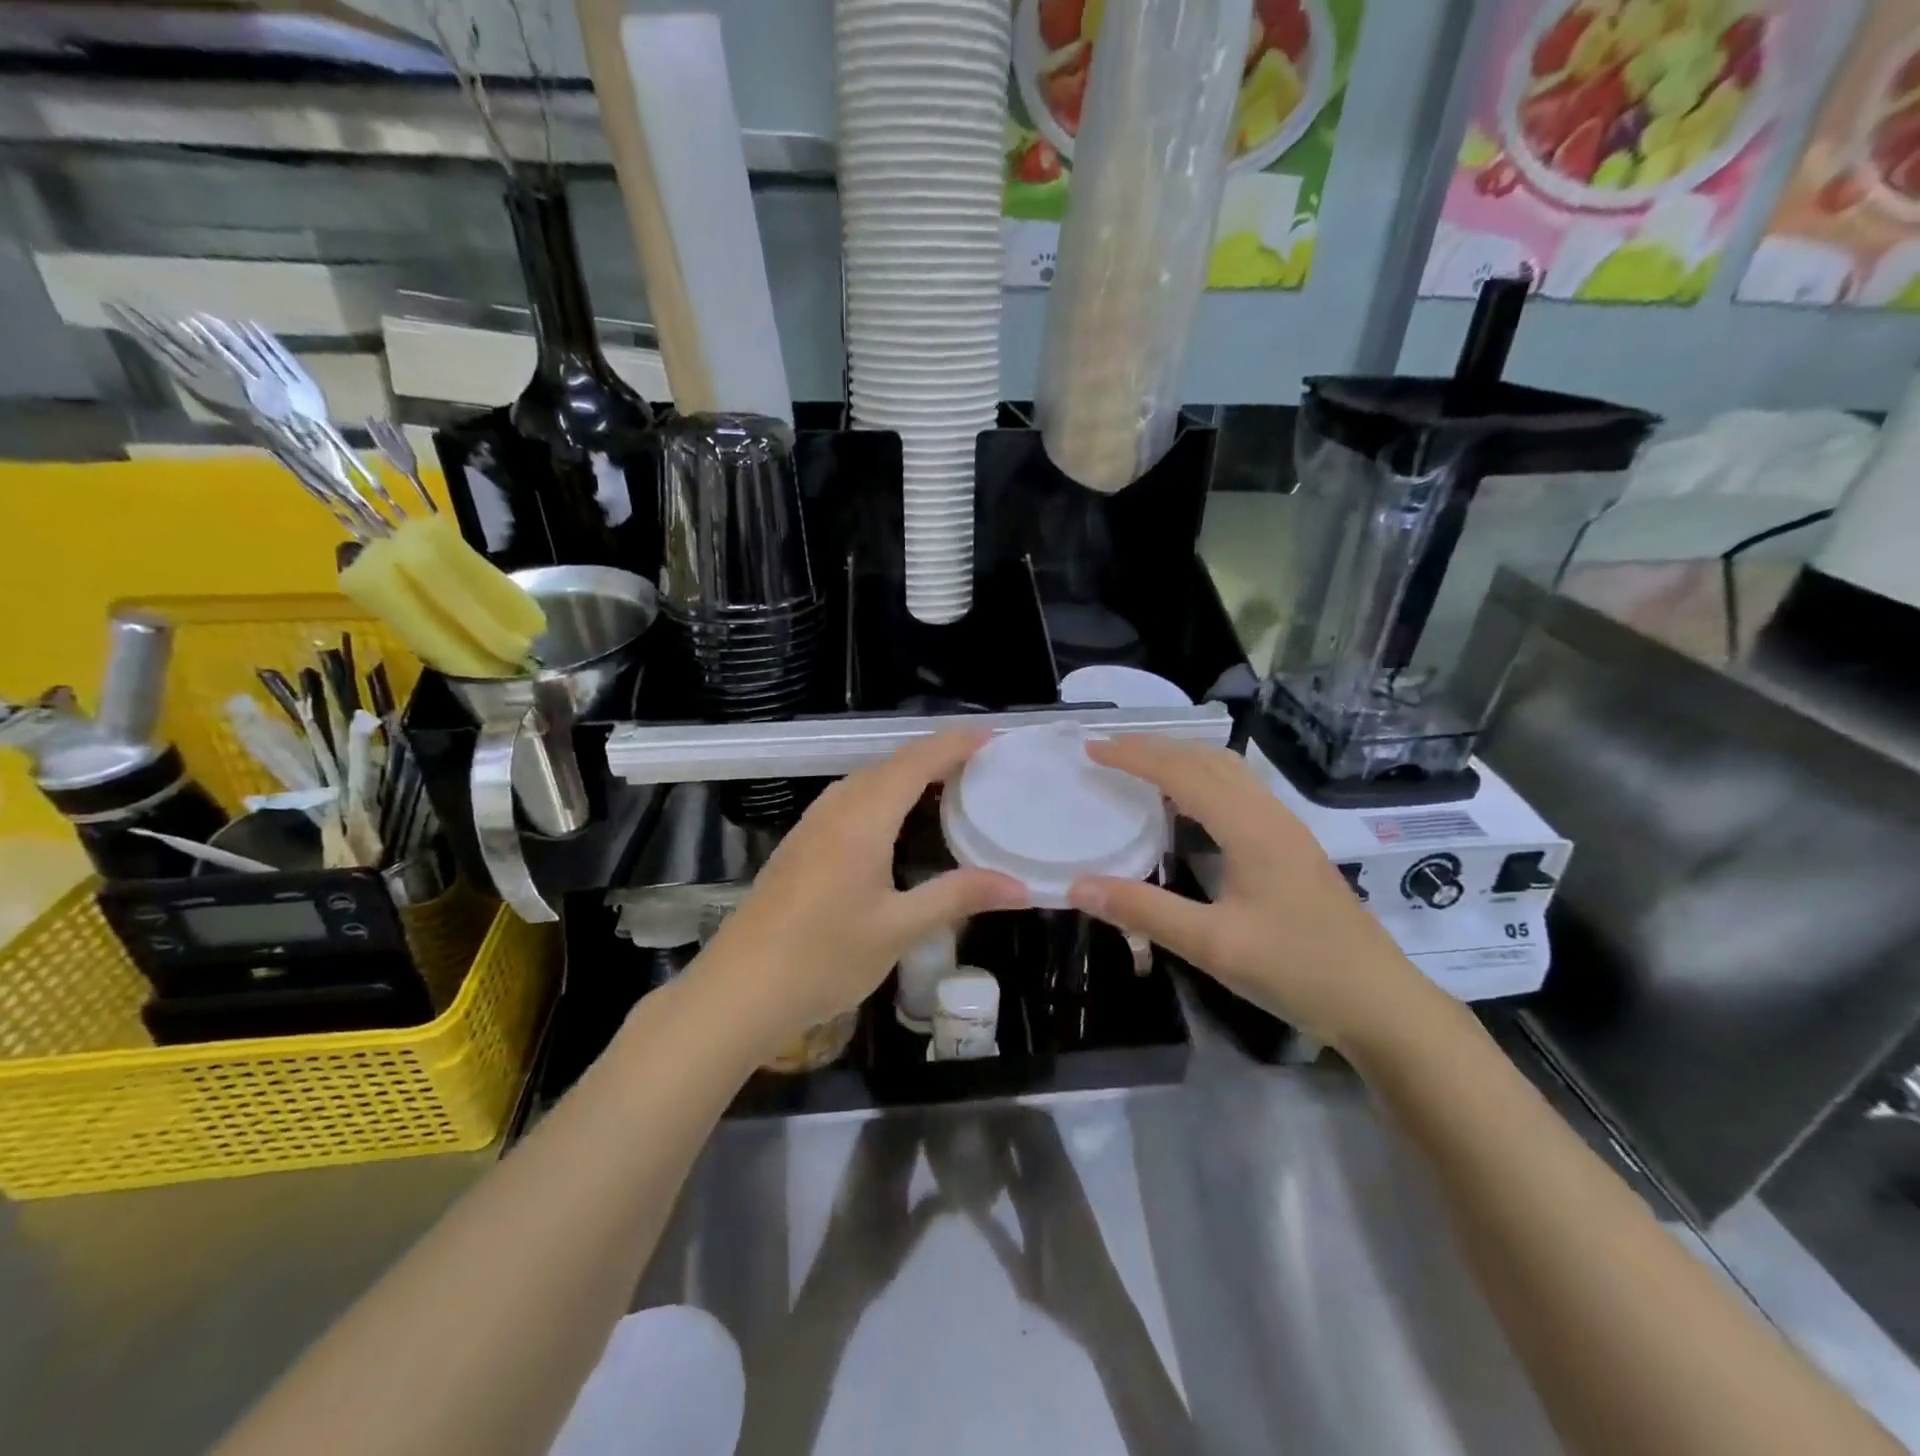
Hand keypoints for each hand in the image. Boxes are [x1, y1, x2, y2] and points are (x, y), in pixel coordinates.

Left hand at [689, 731, 1028, 1059]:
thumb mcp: (899, 929)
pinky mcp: (801, 846)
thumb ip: (958, 896)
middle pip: (891, 764)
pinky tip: (898, 823)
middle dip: (937, 755)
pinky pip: (851, 801)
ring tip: (949, 785)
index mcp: (862, 818)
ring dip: (908, 774)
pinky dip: (886, 795)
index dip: (955, 745)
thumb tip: (1019, 886)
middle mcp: (836, 809)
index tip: (994, 738)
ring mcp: (812, 825)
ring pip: (867, 781)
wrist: (739, 991)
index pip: (916, 762)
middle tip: (983, 764)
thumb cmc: (823, 957)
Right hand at [1066, 736, 1438, 1051]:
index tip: (1092, 749)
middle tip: (1109, 750)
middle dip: (1156, 748)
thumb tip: (1078, 885)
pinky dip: (1203, 781)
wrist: (1380, 1003)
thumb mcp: (1214, 946)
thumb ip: (1145, 911)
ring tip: (1142, 768)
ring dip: (1183, 760)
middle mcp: (1270, 816)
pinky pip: (1240, 792)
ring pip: (1229, 772)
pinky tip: (1189, 808)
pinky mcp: (1293, 848)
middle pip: (1208, 760)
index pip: (1182, 773)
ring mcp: (1287, 830)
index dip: (1135, 756)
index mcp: (1251, 828)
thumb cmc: (1297, 970)